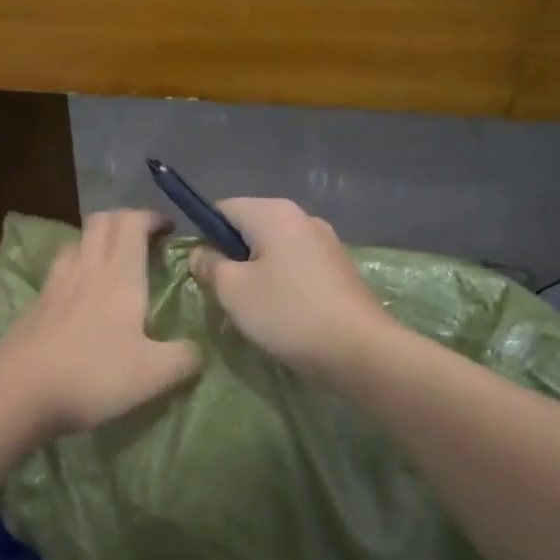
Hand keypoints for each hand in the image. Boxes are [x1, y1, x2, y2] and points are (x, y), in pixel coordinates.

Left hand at [0, 209, 200, 440]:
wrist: (18, 391)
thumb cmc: (93, 375)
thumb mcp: (154, 374)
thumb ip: (184, 358)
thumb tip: (198, 351)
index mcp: (120, 274)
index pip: (132, 222)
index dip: (151, 217)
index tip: (168, 230)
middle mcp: (86, 268)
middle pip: (101, 222)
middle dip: (124, 221)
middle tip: (143, 241)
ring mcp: (54, 284)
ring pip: (77, 243)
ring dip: (97, 243)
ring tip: (112, 266)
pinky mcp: (34, 305)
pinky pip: (59, 271)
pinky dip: (75, 271)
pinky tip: (81, 299)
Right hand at [188, 197, 396, 377]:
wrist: (358, 350)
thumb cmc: (287, 313)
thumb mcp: (232, 290)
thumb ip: (209, 265)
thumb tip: (201, 253)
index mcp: (274, 213)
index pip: (223, 209)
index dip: (204, 236)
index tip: (202, 271)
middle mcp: (303, 217)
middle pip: (250, 228)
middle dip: (231, 257)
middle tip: (222, 295)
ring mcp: (326, 243)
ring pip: (274, 250)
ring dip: (256, 274)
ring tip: (251, 310)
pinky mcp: (339, 270)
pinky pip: (296, 267)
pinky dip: (281, 284)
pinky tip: (280, 314)